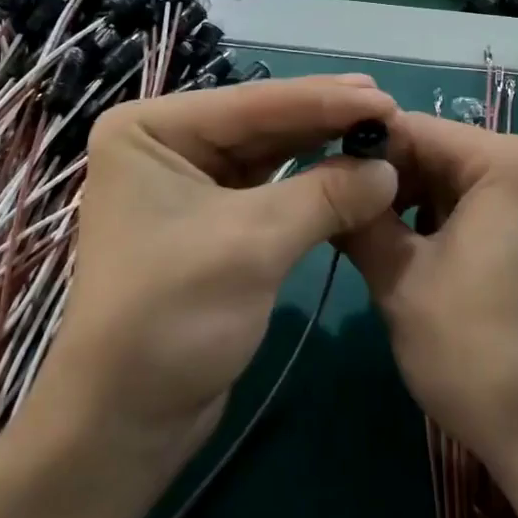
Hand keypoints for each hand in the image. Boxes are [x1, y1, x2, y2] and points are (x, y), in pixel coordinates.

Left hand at [45, 76, 399, 463]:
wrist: (127, 422)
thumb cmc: (171, 318)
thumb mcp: (252, 245)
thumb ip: (324, 196)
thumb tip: (389, 168)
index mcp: (151, 130)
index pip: (250, 104)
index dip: (322, 99)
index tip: (385, 96)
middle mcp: (165, 144)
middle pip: (260, 122)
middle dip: (324, 118)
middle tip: (389, 107)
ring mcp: (187, 181)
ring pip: (268, 152)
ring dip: (321, 145)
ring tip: (379, 128)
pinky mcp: (211, 220)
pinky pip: (269, 186)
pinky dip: (310, 181)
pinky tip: (349, 167)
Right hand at [336, 114, 517, 484]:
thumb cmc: (479, 354)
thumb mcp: (400, 281)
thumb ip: (361, 217)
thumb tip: (331, 181)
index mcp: (512, 162)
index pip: (419, 129)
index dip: (365, 150)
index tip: (325, 178)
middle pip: (448, 153)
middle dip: (395, 181)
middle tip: (348, 218)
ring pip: (471, 184)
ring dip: (423, 206)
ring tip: (383, 245)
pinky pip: (499, 210)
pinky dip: (459, 225)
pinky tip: (431, 263)